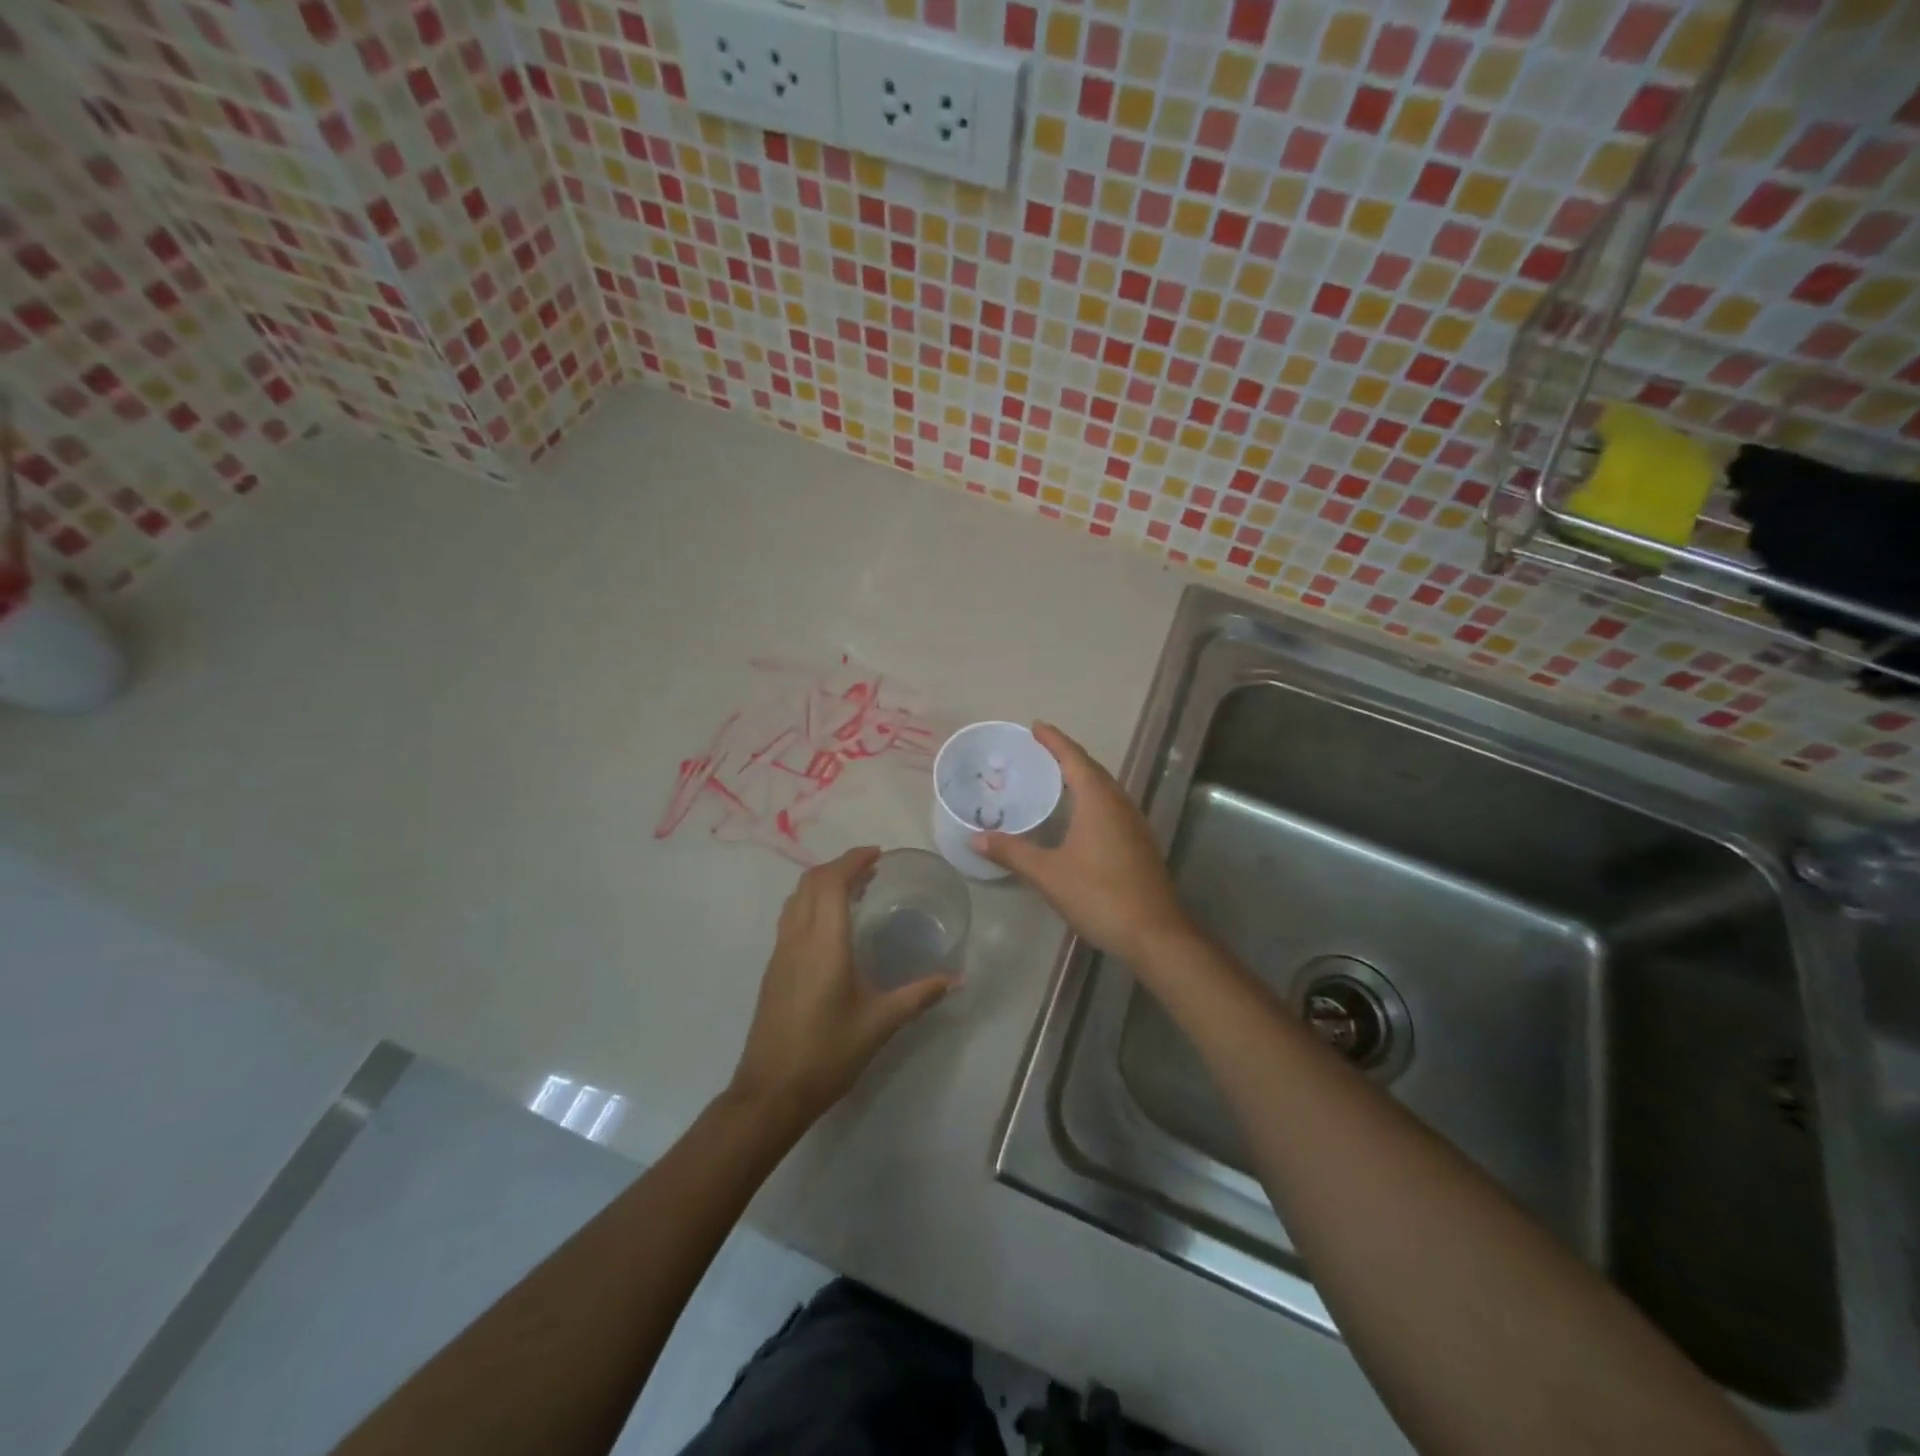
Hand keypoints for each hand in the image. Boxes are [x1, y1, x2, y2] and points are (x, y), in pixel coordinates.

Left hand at [729, 847, 951, 1125]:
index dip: (852, 860)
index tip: (877, 854)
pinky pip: (791, 916)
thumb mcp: (879, 1024)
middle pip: (810, 882)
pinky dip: (812, 902)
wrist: (771, 1092)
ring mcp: (780, 952)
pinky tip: (832, 924)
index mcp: (824, 943)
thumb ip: (918, 996)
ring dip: (823, 882)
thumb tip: (955, 980)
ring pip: (796, 898)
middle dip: (839, 866)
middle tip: (871, 869)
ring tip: (854, 889)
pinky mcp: (774, 968)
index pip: (831, 882)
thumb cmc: (827, 1054)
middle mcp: (797, 938)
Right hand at [972, 722, 1194, 965]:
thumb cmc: (1099, 896)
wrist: (1155, 934)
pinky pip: (1112, 806)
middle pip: (1092, 769)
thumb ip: (1013, 853)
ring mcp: (1134, 823)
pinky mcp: (1140, 843)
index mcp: (1098, 801)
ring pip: (1105, 788)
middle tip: (1039, 750)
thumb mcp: (1048, 874)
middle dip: (1066, 756)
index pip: (1074, 758)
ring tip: (1055, 777)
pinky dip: (1092, 798)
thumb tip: (976, 839)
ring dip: (1081, 777)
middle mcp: (1120, 804)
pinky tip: (1079, 816)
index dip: (1054, 740)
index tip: (1036, 726)